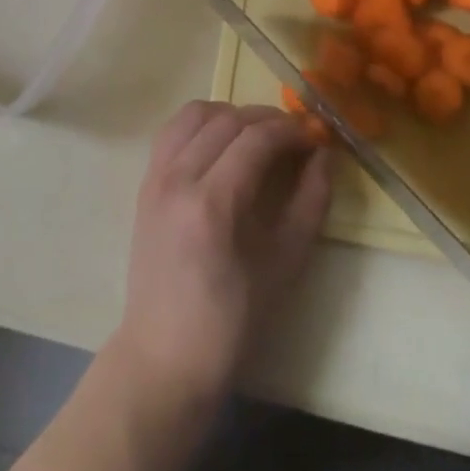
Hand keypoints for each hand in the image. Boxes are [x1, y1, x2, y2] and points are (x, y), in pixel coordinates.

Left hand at [110, 102, 332, 409]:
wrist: (164, 356)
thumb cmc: (231, 322)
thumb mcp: (285, 266)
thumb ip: (310, 203)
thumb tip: (324, 156)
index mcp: (213, 203)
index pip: (257, 138)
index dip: (291, 130)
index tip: (316, 138)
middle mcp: (178, 177)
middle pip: (228, 119)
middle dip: (268, 119)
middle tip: (296, 137)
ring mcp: (156, 177)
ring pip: (196, 114)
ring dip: (232, 114)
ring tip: (258, 136)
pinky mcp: (145, 182)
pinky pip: (173, 130)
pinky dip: (201, 123)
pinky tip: (222, 144)